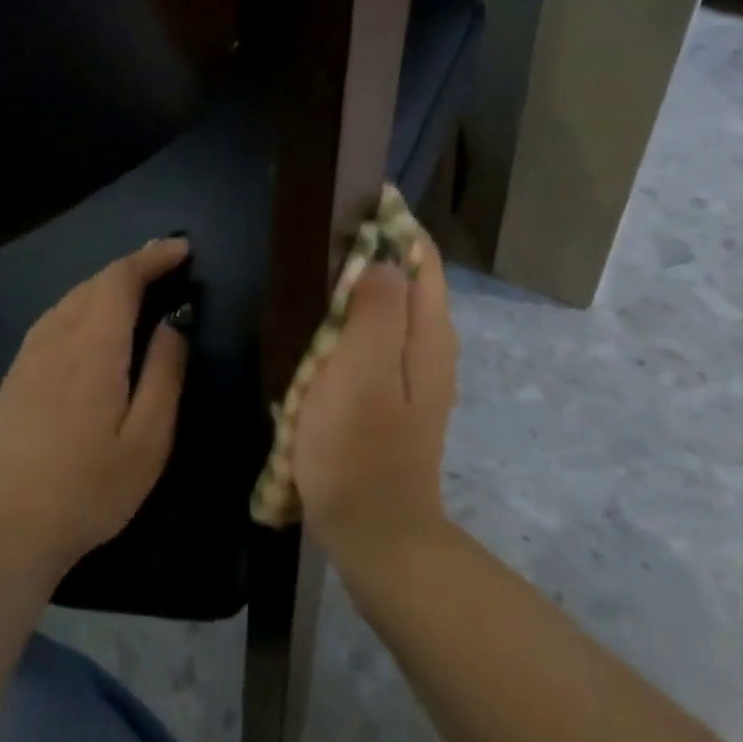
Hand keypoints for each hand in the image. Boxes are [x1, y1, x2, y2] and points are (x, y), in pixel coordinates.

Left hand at [0, 239, 191, 582]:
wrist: (7, 529)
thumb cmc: (90, 489)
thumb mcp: (148, 439)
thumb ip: (164, 374)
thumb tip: (173, 324)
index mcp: (93, 348)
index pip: (120, 280)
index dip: (151, 258)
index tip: (182, 250)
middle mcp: (56, 339)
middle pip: (94, 283)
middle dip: (132, 266)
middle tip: (166, 263)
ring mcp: (28, 357)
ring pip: (70, 299)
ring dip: (105, 284)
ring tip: (135, 287)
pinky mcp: (14, 377)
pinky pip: (52, 320)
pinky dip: (81, 304)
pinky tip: (90, 321)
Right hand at [292, 230, 457, 572]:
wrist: (375, 535)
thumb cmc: (360, 449)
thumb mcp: (362, 370)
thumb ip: (376, 308)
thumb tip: (382, 258)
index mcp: (429, 334)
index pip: (421, 256)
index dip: (391, 224)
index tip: (349, 206)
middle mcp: (430, 348)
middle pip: (406, 281)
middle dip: (370, 256)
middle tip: (319, 246)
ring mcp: (413, 377)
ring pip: (387, 313)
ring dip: (355, 294)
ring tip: (312, 282)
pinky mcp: (392, 400)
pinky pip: (373, 345)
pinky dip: (348, 329)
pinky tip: (316, 339)